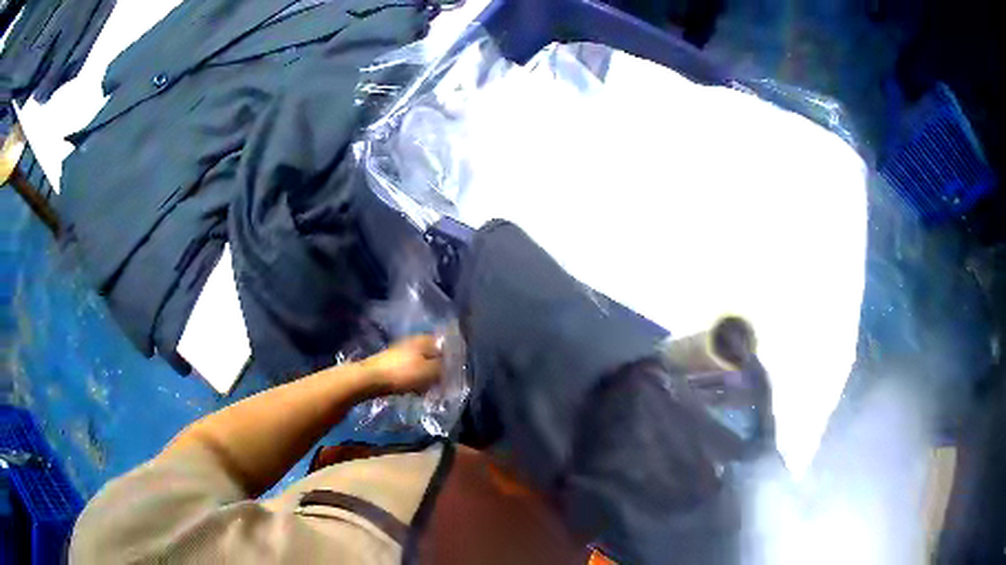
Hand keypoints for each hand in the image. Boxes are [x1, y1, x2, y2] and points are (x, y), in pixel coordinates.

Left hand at [362, 335, 442, 394]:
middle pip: (431, 355)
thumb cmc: (402, 374)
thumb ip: (443, 368)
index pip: (443, 345)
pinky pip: (409, 371)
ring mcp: (400, 352)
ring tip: (426, 390)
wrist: (370, 379)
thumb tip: (449, 367)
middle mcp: (412, 342)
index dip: (450, 359)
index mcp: (424, 340)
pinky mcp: (391, 364)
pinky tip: (413, 390)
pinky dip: (413, 380)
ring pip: (420, 364)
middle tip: (440, 384)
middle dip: (437, 370)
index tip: (453, 374)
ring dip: (425, 377)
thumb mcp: (430, 372)